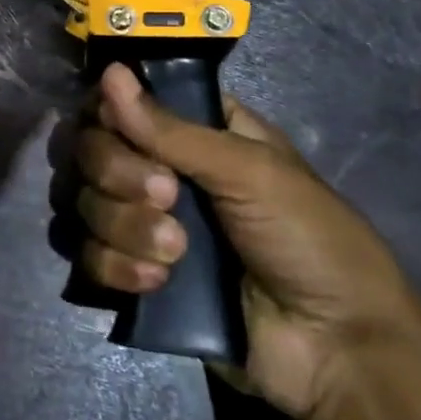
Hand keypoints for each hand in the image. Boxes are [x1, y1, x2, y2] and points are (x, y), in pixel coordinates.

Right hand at [69, 64, 420, 419]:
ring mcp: (148, 225)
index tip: (120, 128)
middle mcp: (166, 170)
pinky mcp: (137, 276)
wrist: (331, 348)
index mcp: (201, 132)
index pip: (127, 103)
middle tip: (169, 198)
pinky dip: (117, 266)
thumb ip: (172, 130)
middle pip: (96, 150)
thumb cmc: (306, 237)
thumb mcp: (250, 171)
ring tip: (176, 253)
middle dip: (122, 174)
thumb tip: (111, 72)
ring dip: (125, 227)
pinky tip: (157, 283)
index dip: (112, 113)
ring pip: (89, 203)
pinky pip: (91, 257)